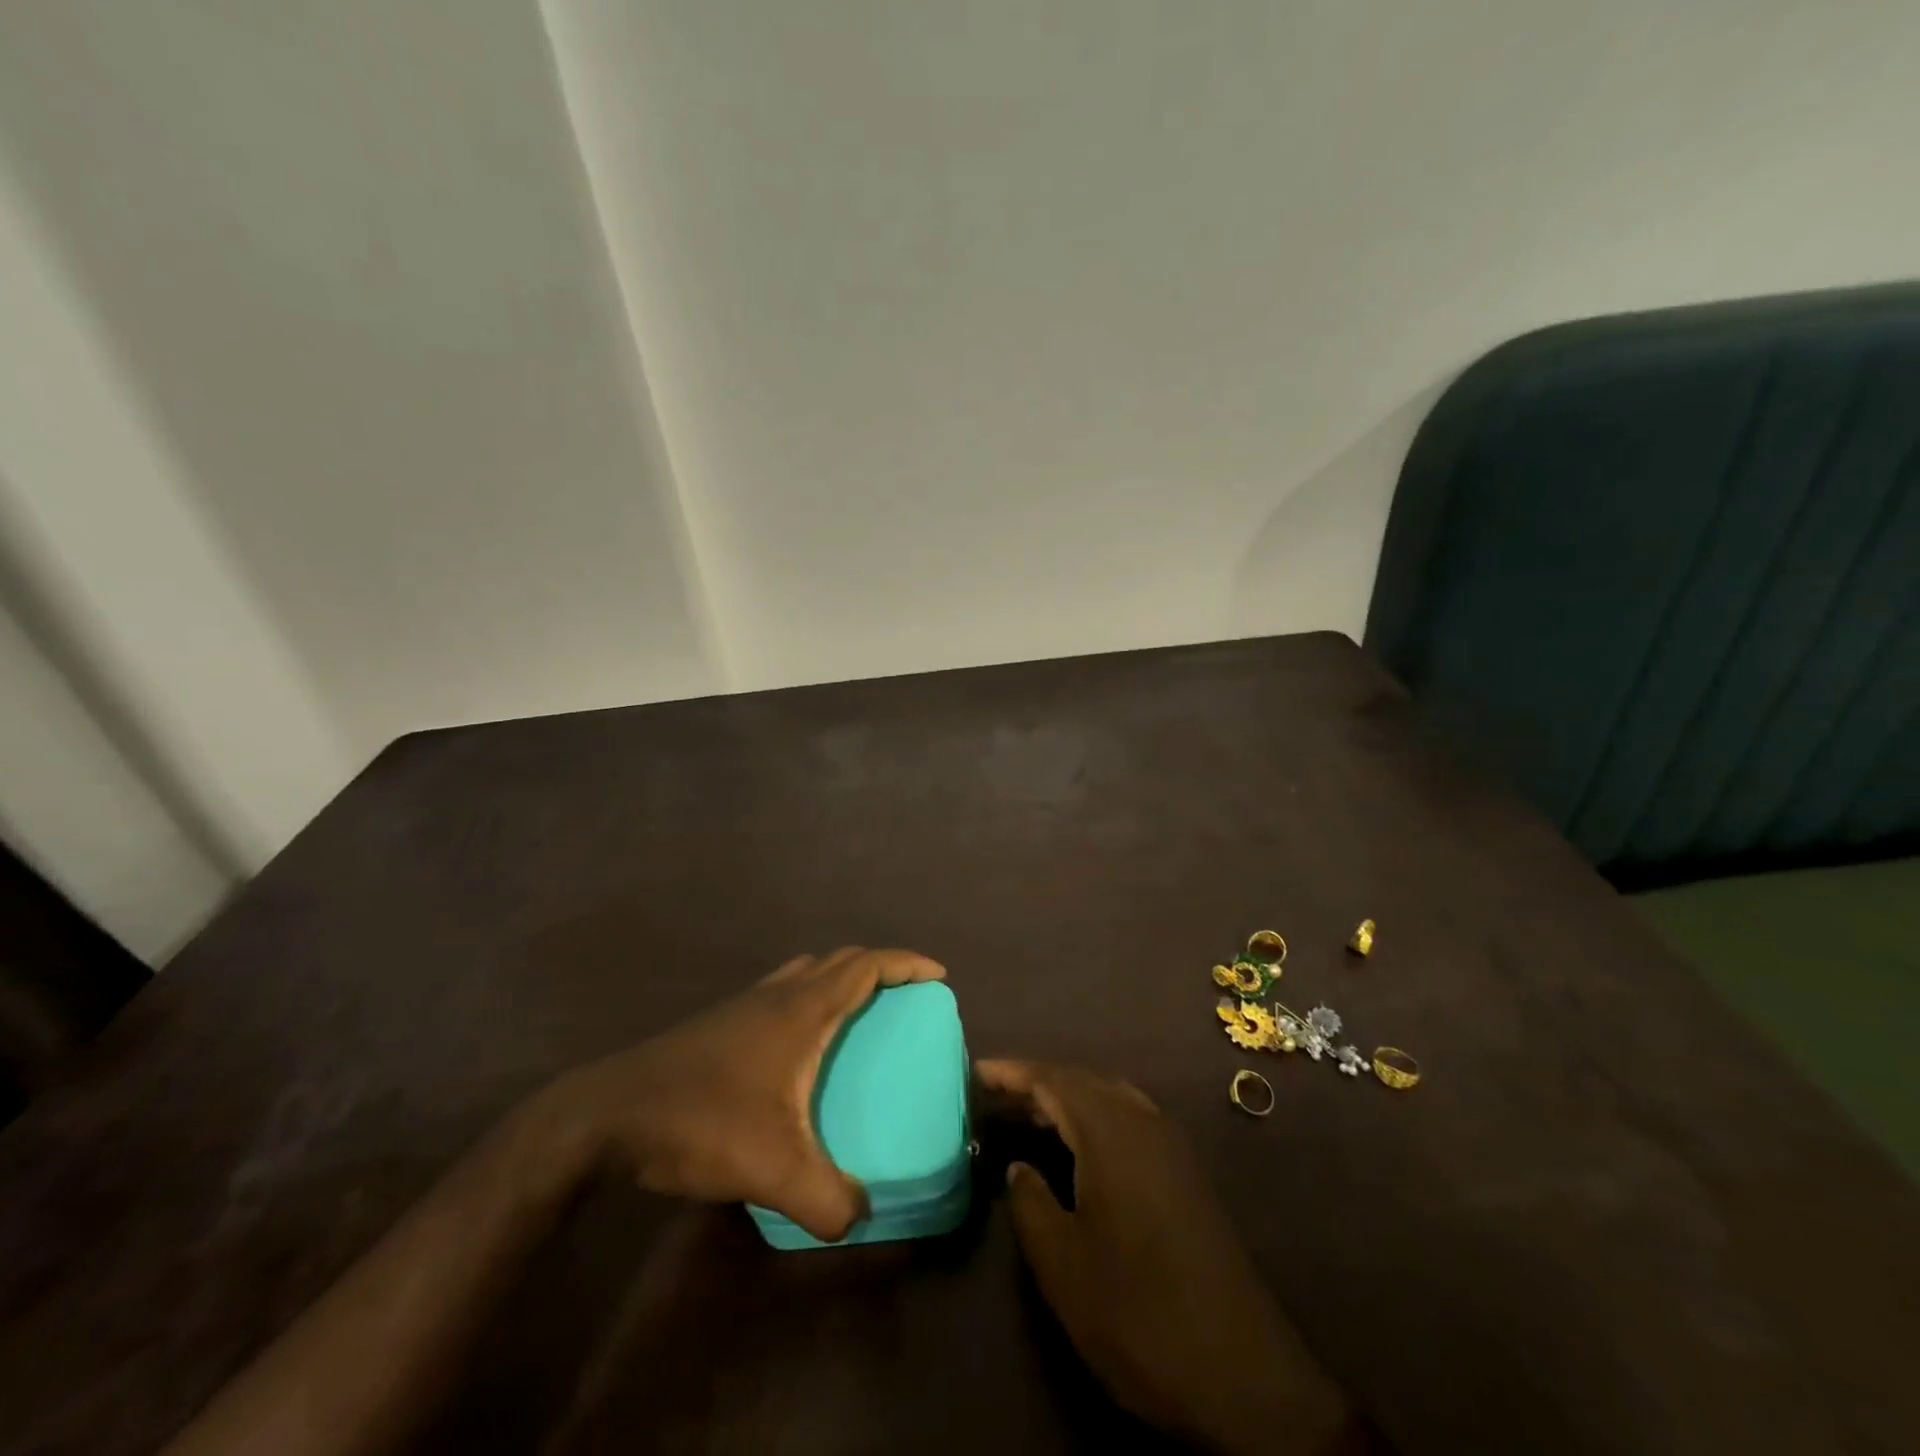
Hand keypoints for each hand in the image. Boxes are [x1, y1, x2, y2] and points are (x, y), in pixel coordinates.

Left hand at [537, 947, 944, 1241]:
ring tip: (860, 1015)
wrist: (606, 1114)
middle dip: (881, 968)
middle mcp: (778, 994)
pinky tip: (801, 1045)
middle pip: (841, 960)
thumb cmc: (699, 1121)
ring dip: (841, 978)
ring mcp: (745, 1003)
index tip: (938, 976)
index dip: (906, 964)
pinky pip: (783, 991)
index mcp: (801, 1010)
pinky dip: (810, 996)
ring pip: (807, 971)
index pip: (866, 965)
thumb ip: (826, 1199)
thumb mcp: (771, 1170)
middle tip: (907, 998)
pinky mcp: (721, 1021)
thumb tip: (863, 1218)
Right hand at [977, 1060, 1354, 1455]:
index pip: (1053, 1078)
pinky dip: (1092, 1119)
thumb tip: (1019, 1167)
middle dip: (1036, 1082)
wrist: (1244, 1374)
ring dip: (1065, 1098)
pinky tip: (1076, 1147)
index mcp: (1112, 1131)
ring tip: (1026, 1114)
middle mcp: (1144, 1121)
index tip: (973, 1071)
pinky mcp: (1184, 1172)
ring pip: (1107, 1097)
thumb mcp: (1063, 1265)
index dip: (1011, 1072)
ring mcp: (1170, 1145)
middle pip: (1081, 1080)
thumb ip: (1031, 1204)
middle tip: (992, 1095)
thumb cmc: (1139, 1313)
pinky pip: (1127, 1120)